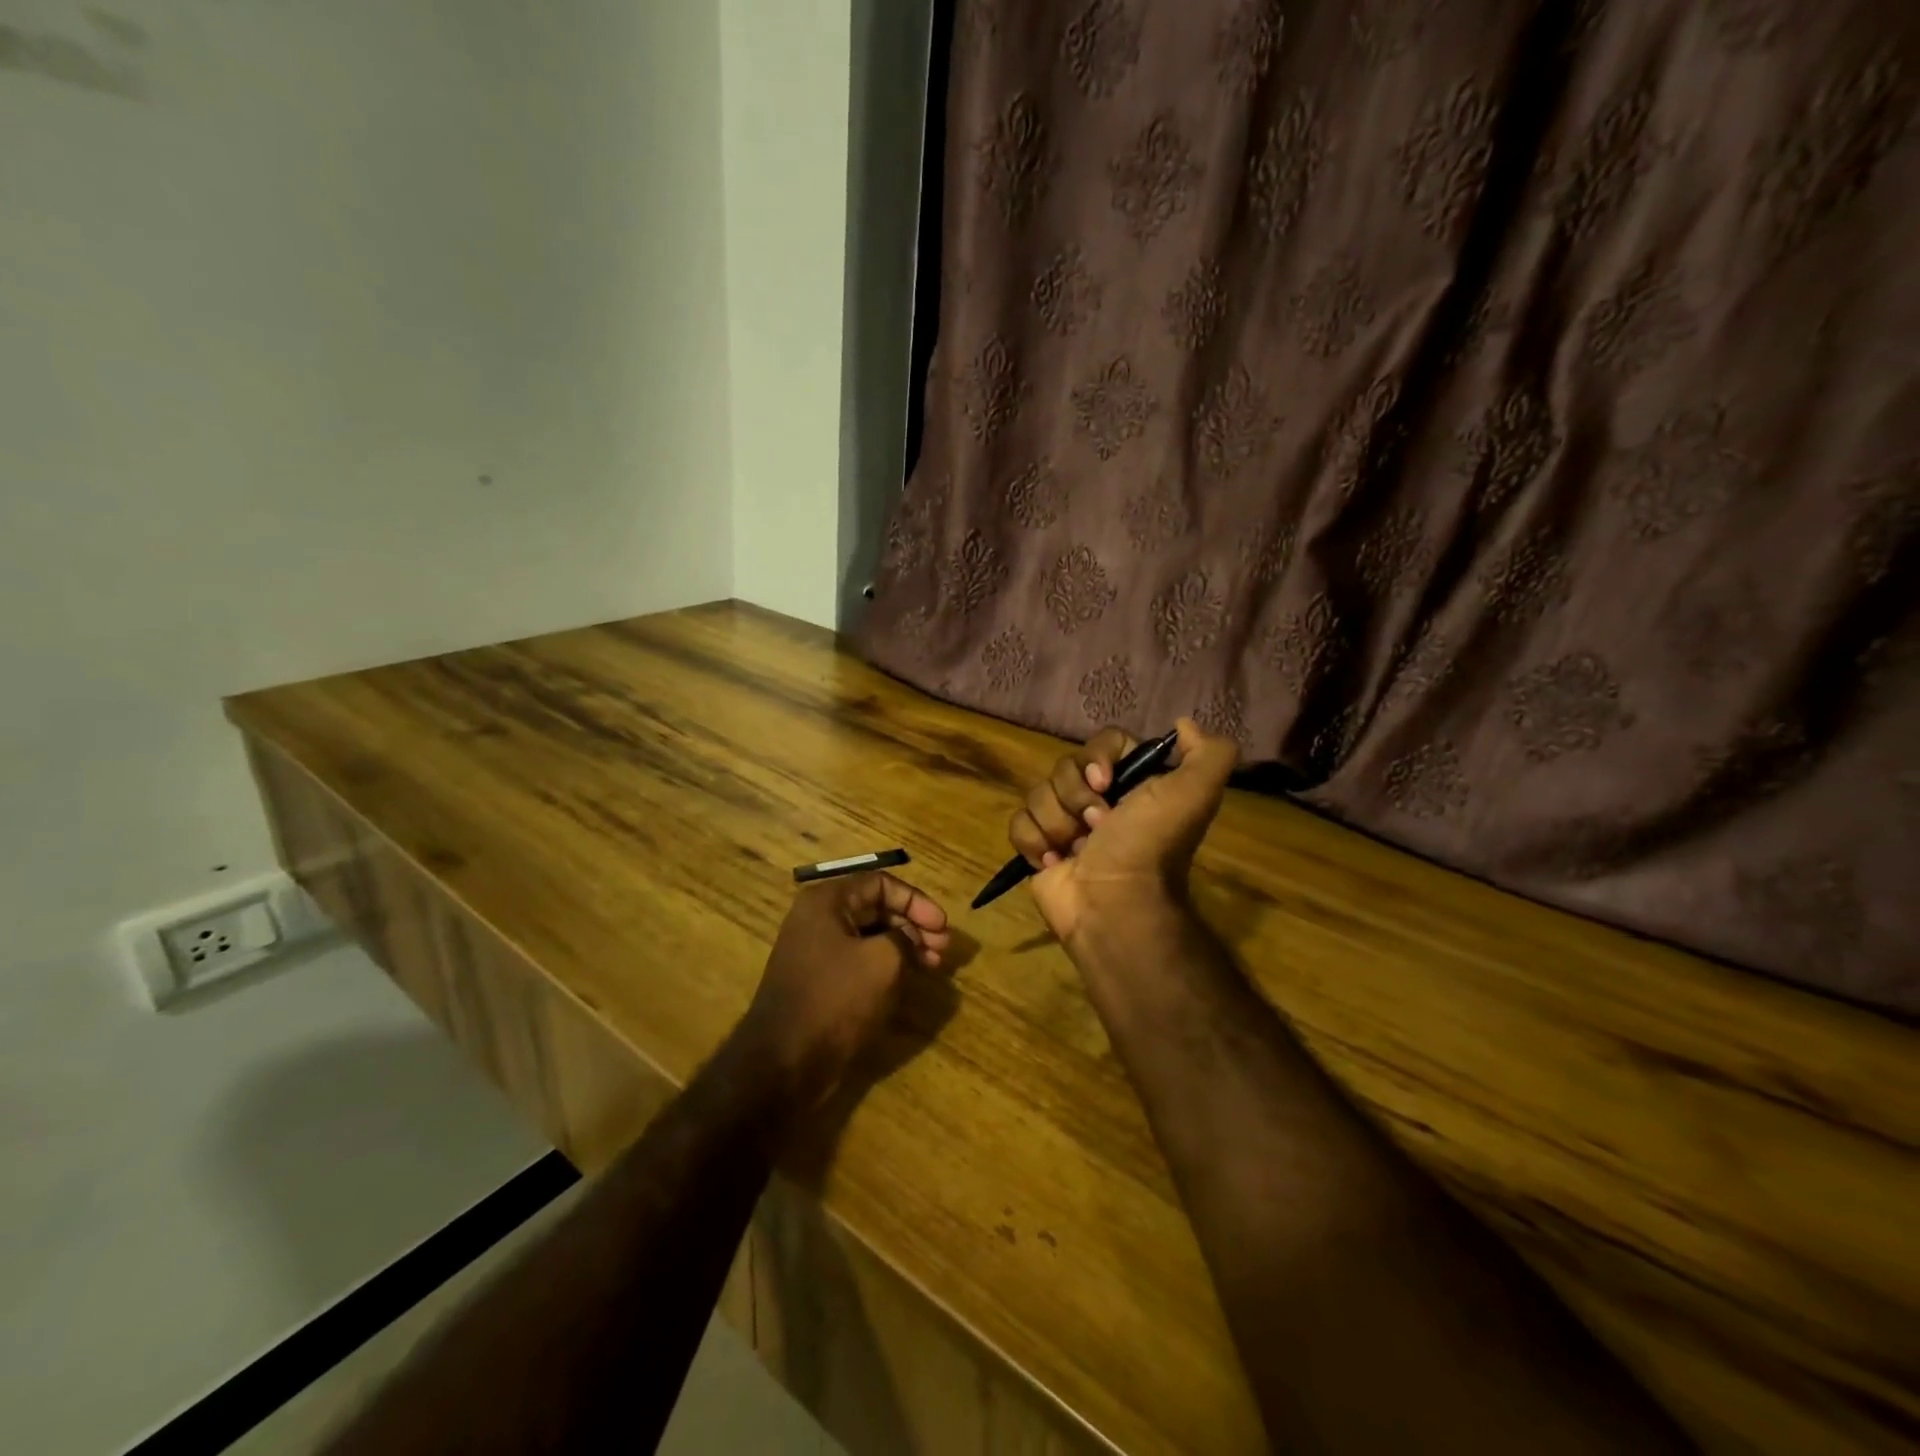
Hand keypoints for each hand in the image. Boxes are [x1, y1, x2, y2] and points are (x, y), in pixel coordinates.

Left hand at [738, 872, 950, 1109]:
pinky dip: (886, 964)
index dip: (917, 901)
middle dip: (913, 924)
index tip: (942, 926)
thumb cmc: (836, 999)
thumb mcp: (883, 961)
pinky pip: (859, 960)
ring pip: (870, 936)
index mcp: (827, 902)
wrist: (784, 1061)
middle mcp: (818, 918)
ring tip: (933, 965)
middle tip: (942, 949)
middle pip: (876, 908)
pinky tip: (908, 979)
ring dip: (904, 946)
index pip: (881, 883)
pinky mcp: (820, 980)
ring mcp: (816, 951)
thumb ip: (905, 937)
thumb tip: (911, 936)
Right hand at [1008, 718, 1237, 952]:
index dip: (1097, 757)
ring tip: (1077, 851)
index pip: (1102, 742)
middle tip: (1098, 826)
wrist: (1114, 905)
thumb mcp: (1194, 794)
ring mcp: (1065, 824)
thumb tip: (1183, 724)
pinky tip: (1054, 862)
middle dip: (1076, 797)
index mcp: (1132, 783)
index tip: (1104, 783)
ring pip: (1038, 793)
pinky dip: (1034, 843)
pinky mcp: (1038, 848)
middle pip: (1064, 766)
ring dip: (1057, 823)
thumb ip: (1209, 753)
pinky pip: (1018, 823)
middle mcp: (1098, 799)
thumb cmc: (1149, 846)